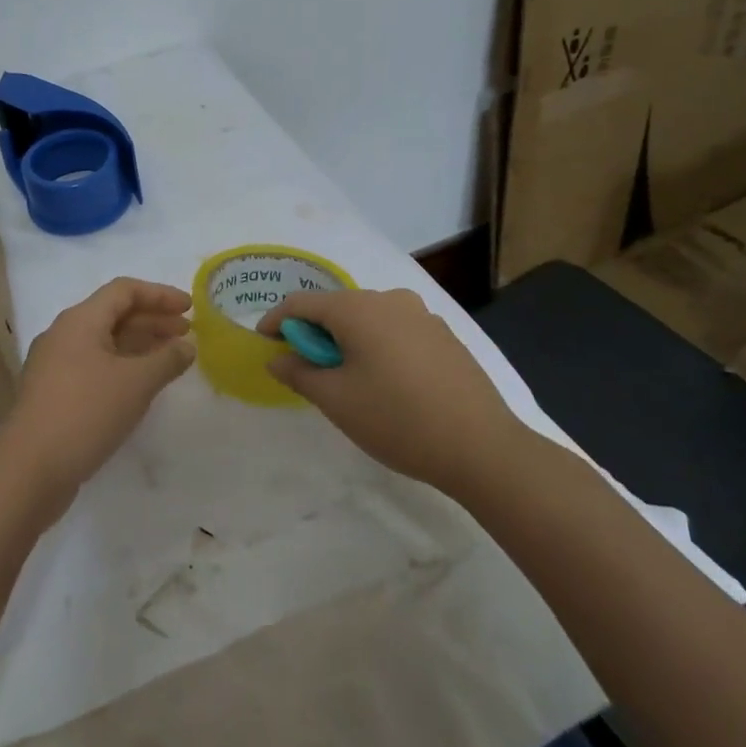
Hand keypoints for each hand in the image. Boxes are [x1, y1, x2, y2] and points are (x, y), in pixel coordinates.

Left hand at [0, 278, 195, 505]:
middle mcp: (64, 335)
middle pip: (113, 314)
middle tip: (187, 333)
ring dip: (139, 345)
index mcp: (80, 320)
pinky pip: (94, 366)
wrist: (28, 470)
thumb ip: (167, 359)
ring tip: (171, 358)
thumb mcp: (136, 383)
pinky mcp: (53, 393)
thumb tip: (186, 346)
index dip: (160, 295)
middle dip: (153, 320)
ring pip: (104, 342)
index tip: (191, 308)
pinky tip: (141, 385)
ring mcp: (55, 365)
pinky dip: (123, 367)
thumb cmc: (85, 413)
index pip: (124, 290)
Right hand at [256, 288, 522, 489]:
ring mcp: (422, 315)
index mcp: (357, 309)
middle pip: (337, 307)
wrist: (481, 446)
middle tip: (305, 368)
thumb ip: (299, 373)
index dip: (276, 321)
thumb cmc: (396, 419)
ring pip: (368, 318)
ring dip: (347, 340)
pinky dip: (377, 345)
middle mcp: (390, 299)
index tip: (264, 344)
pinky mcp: (444, 335)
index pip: (301, 303)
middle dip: (314, 333)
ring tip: (345, 377)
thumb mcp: (336, 400)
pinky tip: (385, 381)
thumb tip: (278, 358)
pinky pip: (395, 330)